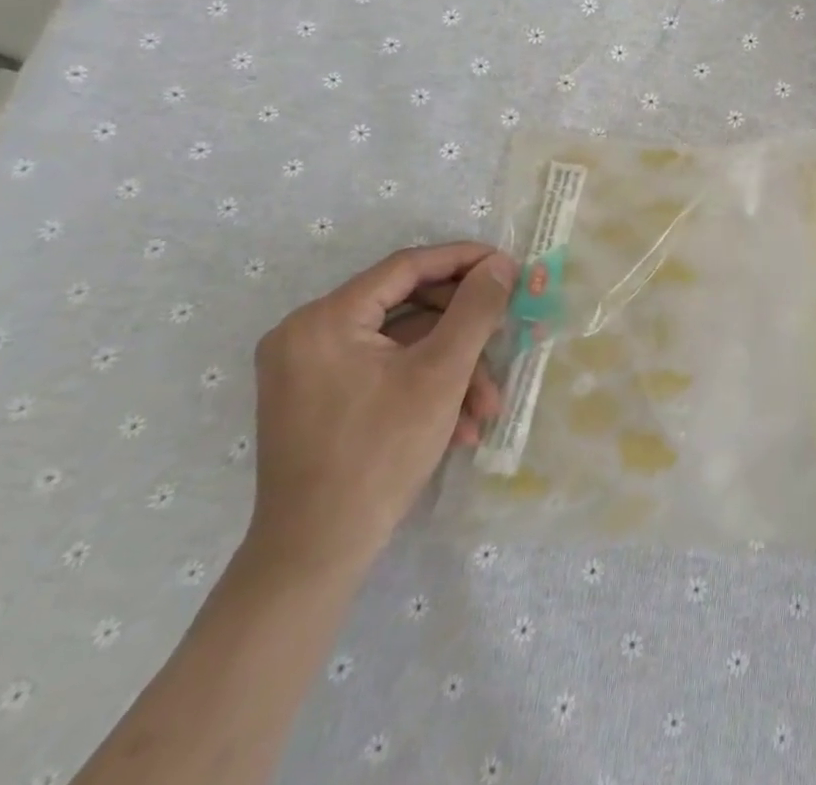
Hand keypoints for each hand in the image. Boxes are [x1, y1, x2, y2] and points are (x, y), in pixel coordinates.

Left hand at [247, 244, 517, 576]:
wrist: (315, 555)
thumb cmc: (379, 454)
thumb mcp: (441, 374)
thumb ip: (475, 309)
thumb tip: (500, 264)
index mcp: (324, 319)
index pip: (406, 267)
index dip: (463, 260)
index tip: (508, 266)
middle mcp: (306, 333)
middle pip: (406, 306)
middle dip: (462, 331)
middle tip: (505, 337)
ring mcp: (307, 368)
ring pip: (400, 344)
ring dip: (450, 368)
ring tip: (487, 406)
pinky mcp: (316, 397)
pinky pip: (382, 370)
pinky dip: (423, 386)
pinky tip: (459, 423)